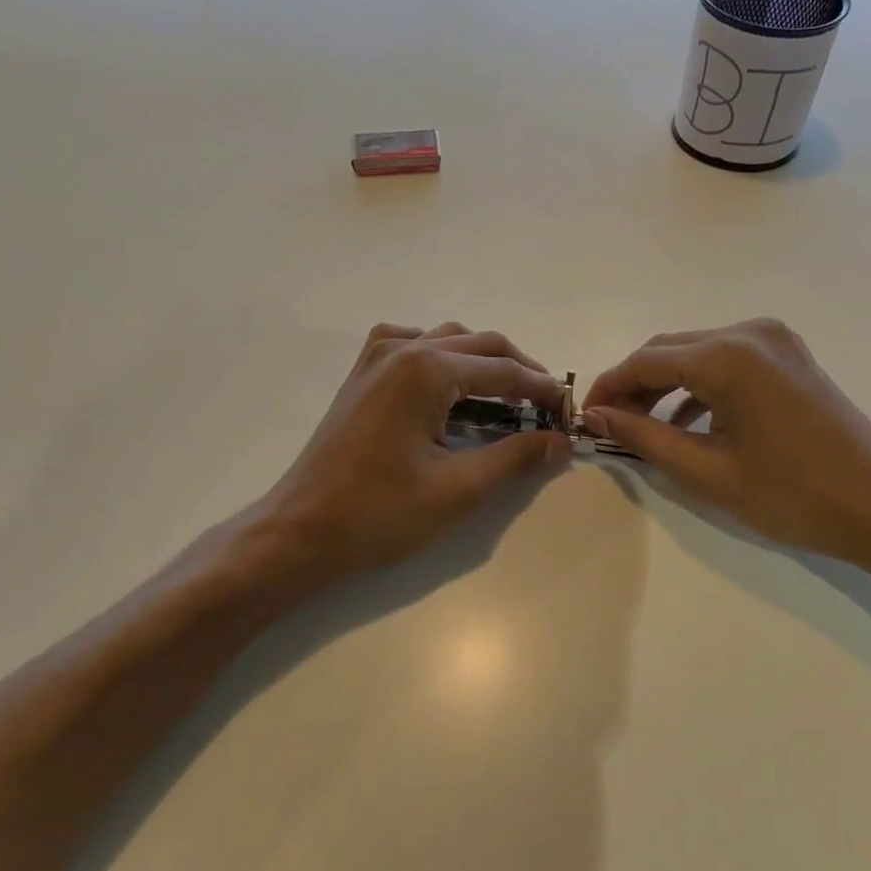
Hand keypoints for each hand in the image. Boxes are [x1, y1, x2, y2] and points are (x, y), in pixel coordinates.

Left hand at [258, 323, 571, 584]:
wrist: (300, 531)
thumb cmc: (379, 514)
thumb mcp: (458, 489)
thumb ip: (515, 457)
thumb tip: (559, 440)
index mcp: (427, 369)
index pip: (504, 370)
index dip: (542, 390)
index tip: (569, 412)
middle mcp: (403, 349)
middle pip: (480, 344)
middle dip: (519, 371)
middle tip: (546, 407)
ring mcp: (376, 358)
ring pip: (448, 340)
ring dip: (483, 362)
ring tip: (509, 398)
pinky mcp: (362, 374)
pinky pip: (413, 346)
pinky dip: (443, 358)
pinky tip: (450, 387)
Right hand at [581, 319, 870, 578]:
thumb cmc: (791, 495)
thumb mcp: (706, 470)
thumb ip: (643, 436)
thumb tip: (596, 417)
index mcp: (727, 355)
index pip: (645, 361)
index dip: (609, 388)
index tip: (585, 418)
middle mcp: (749, 332)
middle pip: (670, 350)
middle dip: (634, 385)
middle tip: (609, 425)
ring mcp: (775, 340)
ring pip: (697, 353)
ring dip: (666, 385)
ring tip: (642, 426)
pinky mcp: (790, 356)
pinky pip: (728, 361)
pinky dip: (700, 385)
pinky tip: (688, 420)